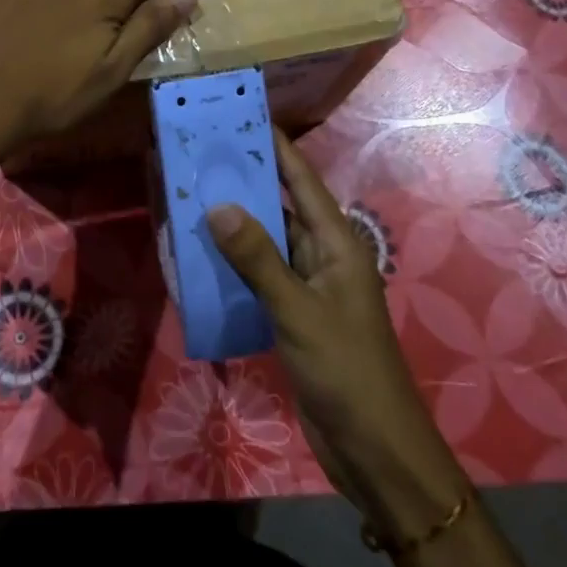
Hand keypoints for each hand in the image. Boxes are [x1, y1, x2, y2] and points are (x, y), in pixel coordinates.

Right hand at [208, 129, 468, 536]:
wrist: (374, 449)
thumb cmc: (345, 369)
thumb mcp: (298, 310)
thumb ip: (258, 258)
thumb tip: (218, 206)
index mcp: (336, 244)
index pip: (302, 182)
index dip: (277, 148)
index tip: (244, 117)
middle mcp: (324, 257)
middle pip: (281, 207)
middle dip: (246, 182)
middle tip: (201, 157)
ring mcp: (310, 288)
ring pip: (268, 243)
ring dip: (236, 224)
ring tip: (192, 197)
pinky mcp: (295, 316)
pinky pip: (262, 277)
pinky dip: (236, 264)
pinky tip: (203, 257)